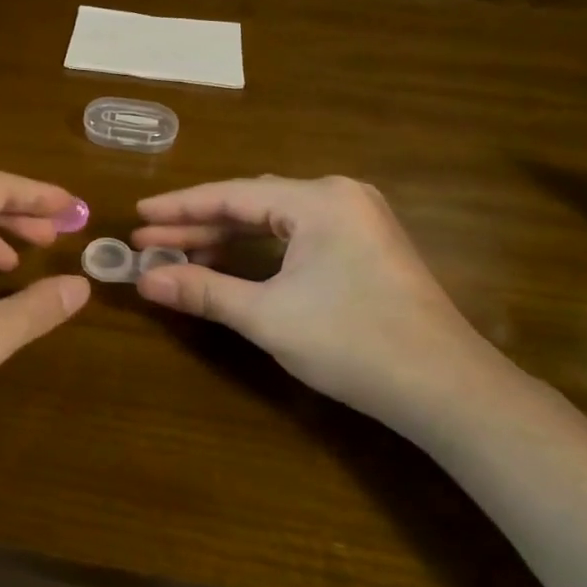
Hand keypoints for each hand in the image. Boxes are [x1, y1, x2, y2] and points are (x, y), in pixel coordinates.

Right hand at [131, 176, 514, 434]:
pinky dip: (260, 249)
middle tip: (150, 240)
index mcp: (318, 200)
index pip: (232, 195)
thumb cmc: (354, 343)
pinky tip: (233, 264)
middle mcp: (339, 196)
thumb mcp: (268, 316)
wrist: (448, 391)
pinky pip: (297, 234)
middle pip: (251, 204)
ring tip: (181, 253)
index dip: (180, 207)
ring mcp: (358, 220)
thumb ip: (202, 290)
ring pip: (274, 219)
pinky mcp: (366, 246)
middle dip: (199, 224)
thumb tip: (144, 280)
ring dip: (227, 237)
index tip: (138, 216)